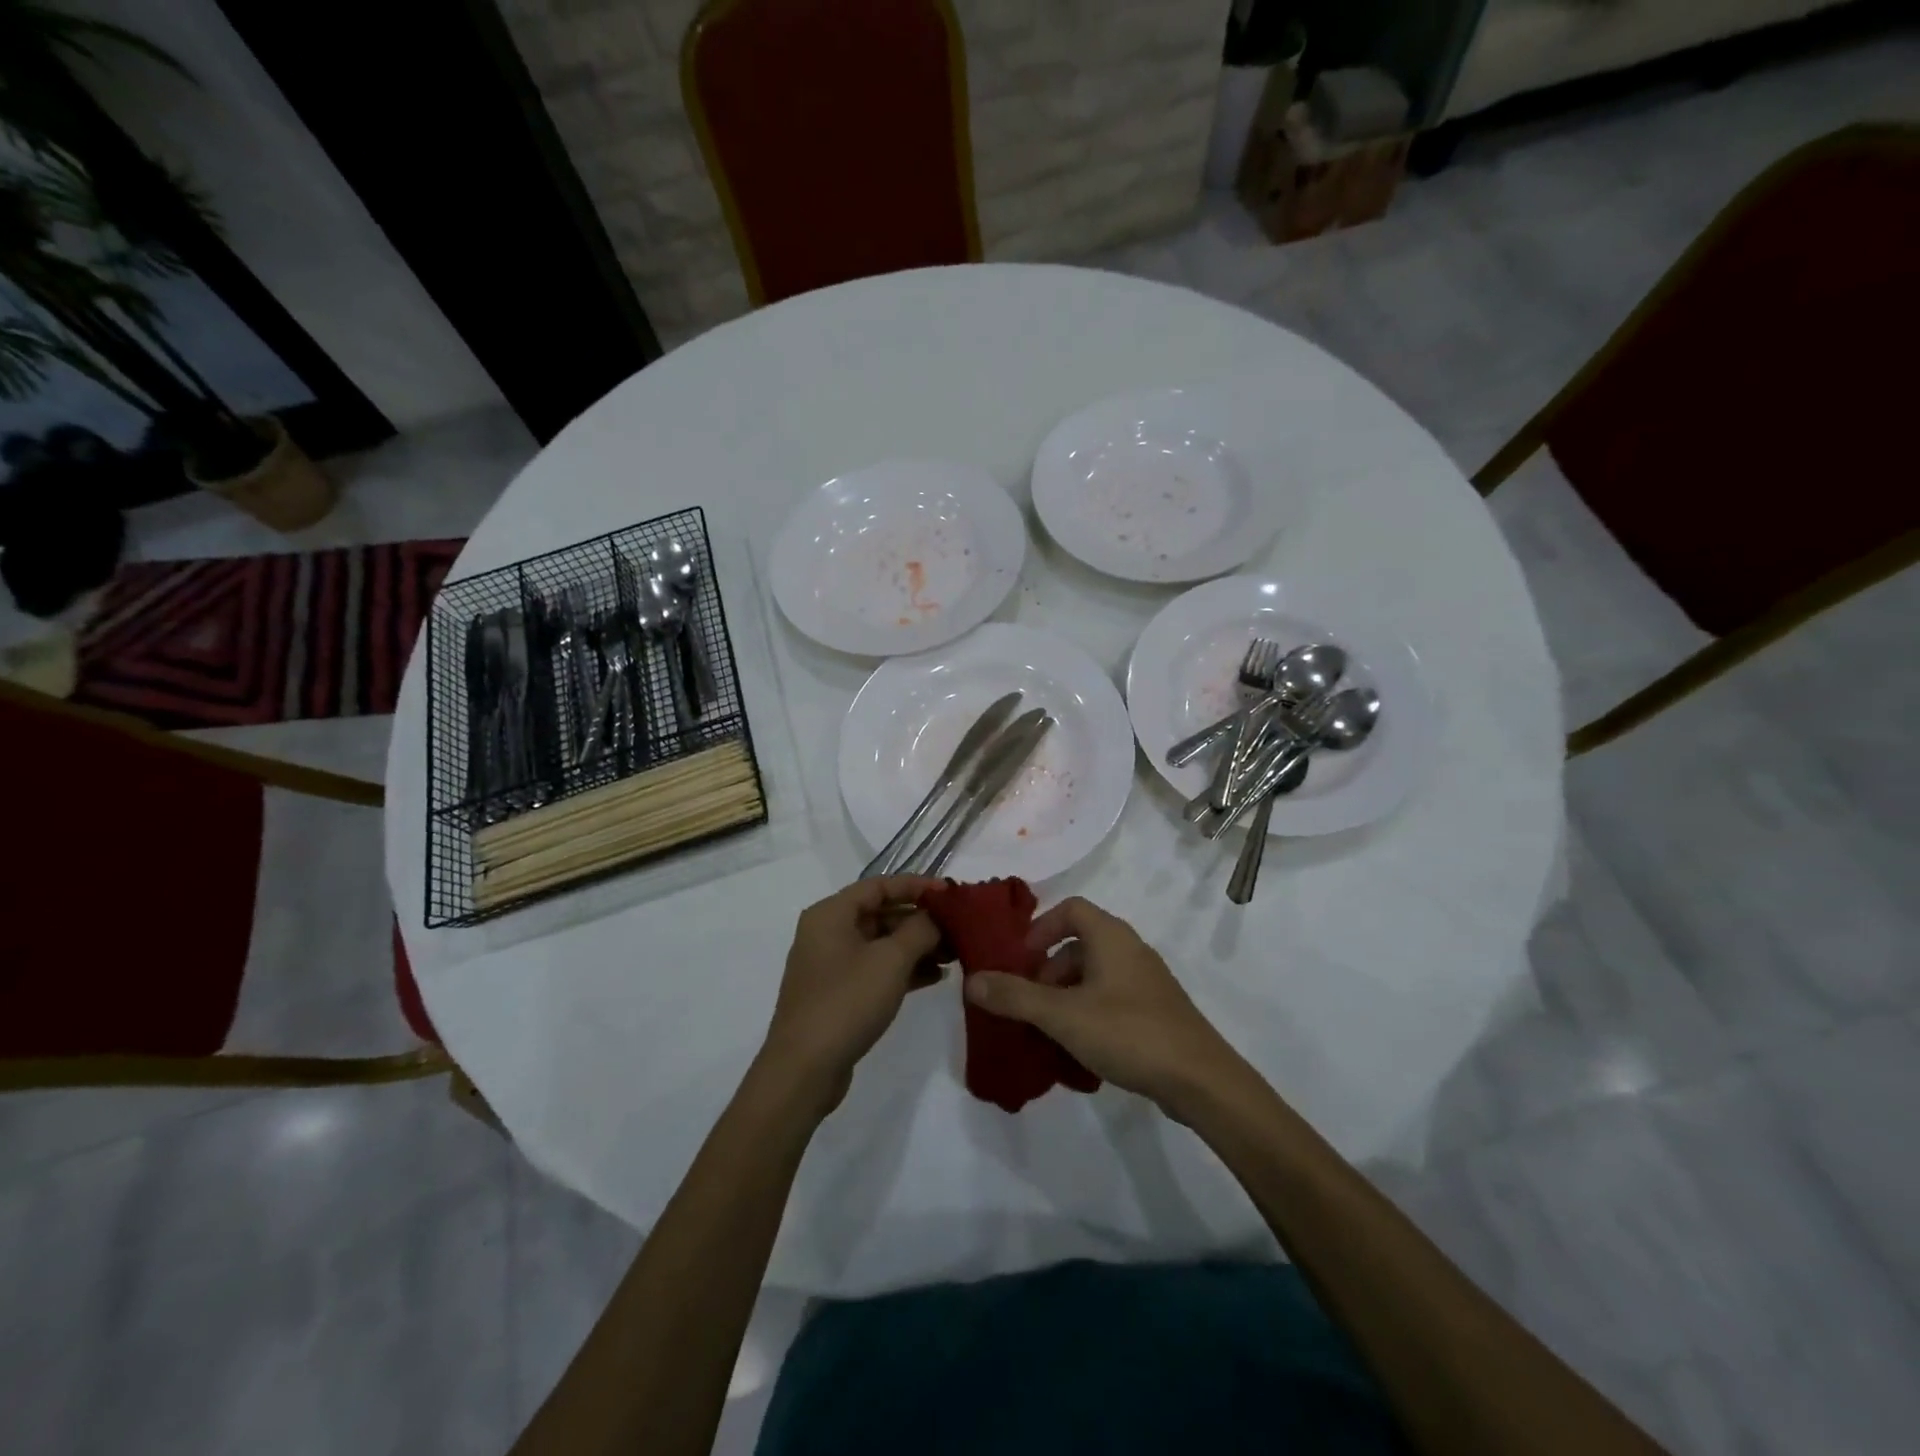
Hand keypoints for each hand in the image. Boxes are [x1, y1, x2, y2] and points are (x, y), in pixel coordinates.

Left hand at [758, 876, 942, 1116]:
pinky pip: (876, 969)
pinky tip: (935, 977)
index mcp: (831, 913)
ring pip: (881, 943)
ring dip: (916, 946)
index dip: (916, 885)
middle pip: (881, 913)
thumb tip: (936, 917)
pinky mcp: (838, 993)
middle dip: (920, 920)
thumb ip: (920, 930)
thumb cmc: (847, 1001)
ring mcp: (831, 965)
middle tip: (958, 928)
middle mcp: (827, 932)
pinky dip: (903, 969)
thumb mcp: (891, 960)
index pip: (879, 885)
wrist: (805, 1069)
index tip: (950, 893)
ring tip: (954, 954)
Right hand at [963, 896, 1241, 1115]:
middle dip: (1047, 972)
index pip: (1070, 908)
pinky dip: (1088, 1015)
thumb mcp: (1063, 1015)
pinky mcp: (1156, 1012)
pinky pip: (1111, 1001)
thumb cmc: (1128, 1032)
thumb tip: (972, 980)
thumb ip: (1015, 997)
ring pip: (1094, 977)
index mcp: (1111, 936)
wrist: (1200, 1080)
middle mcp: (1130, 949)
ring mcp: (1146, 982)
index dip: (1041, 928)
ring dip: (1066, 997)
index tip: (1020, 960)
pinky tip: (1078, 1051)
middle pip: (1079, 945)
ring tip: (1048, 1032)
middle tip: (1030, 1004)